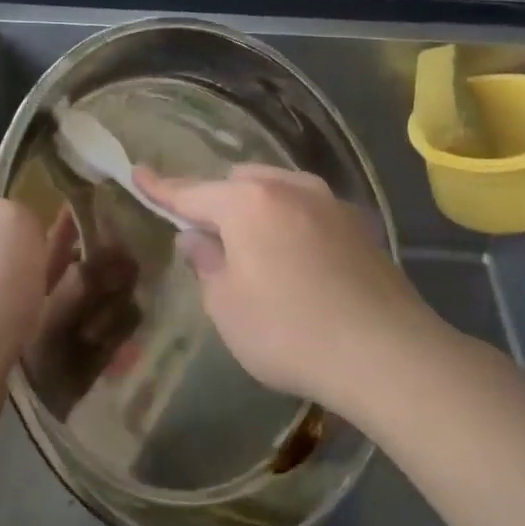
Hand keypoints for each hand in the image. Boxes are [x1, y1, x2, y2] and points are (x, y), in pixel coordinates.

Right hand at [135, 165, 438, 411]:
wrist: (386, 352)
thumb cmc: (289, 331)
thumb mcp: (227, 306)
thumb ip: (206, 263)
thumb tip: (197, 238)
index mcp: (248, 203)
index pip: (191, 191)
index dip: (160, 187)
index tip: (138, 172)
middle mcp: (289, 188)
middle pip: (239, 183)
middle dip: (218, 202)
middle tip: (210, 240)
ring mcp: (329, 202)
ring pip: (278, 190)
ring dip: (257, 209)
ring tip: (255, 250)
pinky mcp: (358, 224)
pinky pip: (308, 209)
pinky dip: (290, 223)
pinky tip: (298, 261)